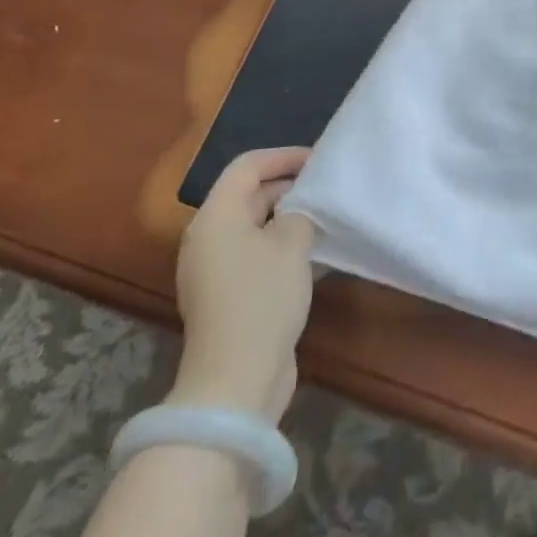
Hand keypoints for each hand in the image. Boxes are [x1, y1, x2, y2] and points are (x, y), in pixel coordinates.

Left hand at [169, 146, 315, 421]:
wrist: (236, 380)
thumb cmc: (262, 298)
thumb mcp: (291, 243)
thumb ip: (300, 212)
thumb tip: (300, 208)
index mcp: (216, 216)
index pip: (247, 166)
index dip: (284, 156)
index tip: (319, 159)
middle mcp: (209, 238)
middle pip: (249, 195)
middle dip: (289, 187)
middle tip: (328, 187)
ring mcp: (216, 270)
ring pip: (256, 228)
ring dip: (289, 219)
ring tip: (328, 217)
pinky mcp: (228, 297)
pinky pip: (257, 256)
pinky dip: (283, 247)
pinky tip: (317, 254)